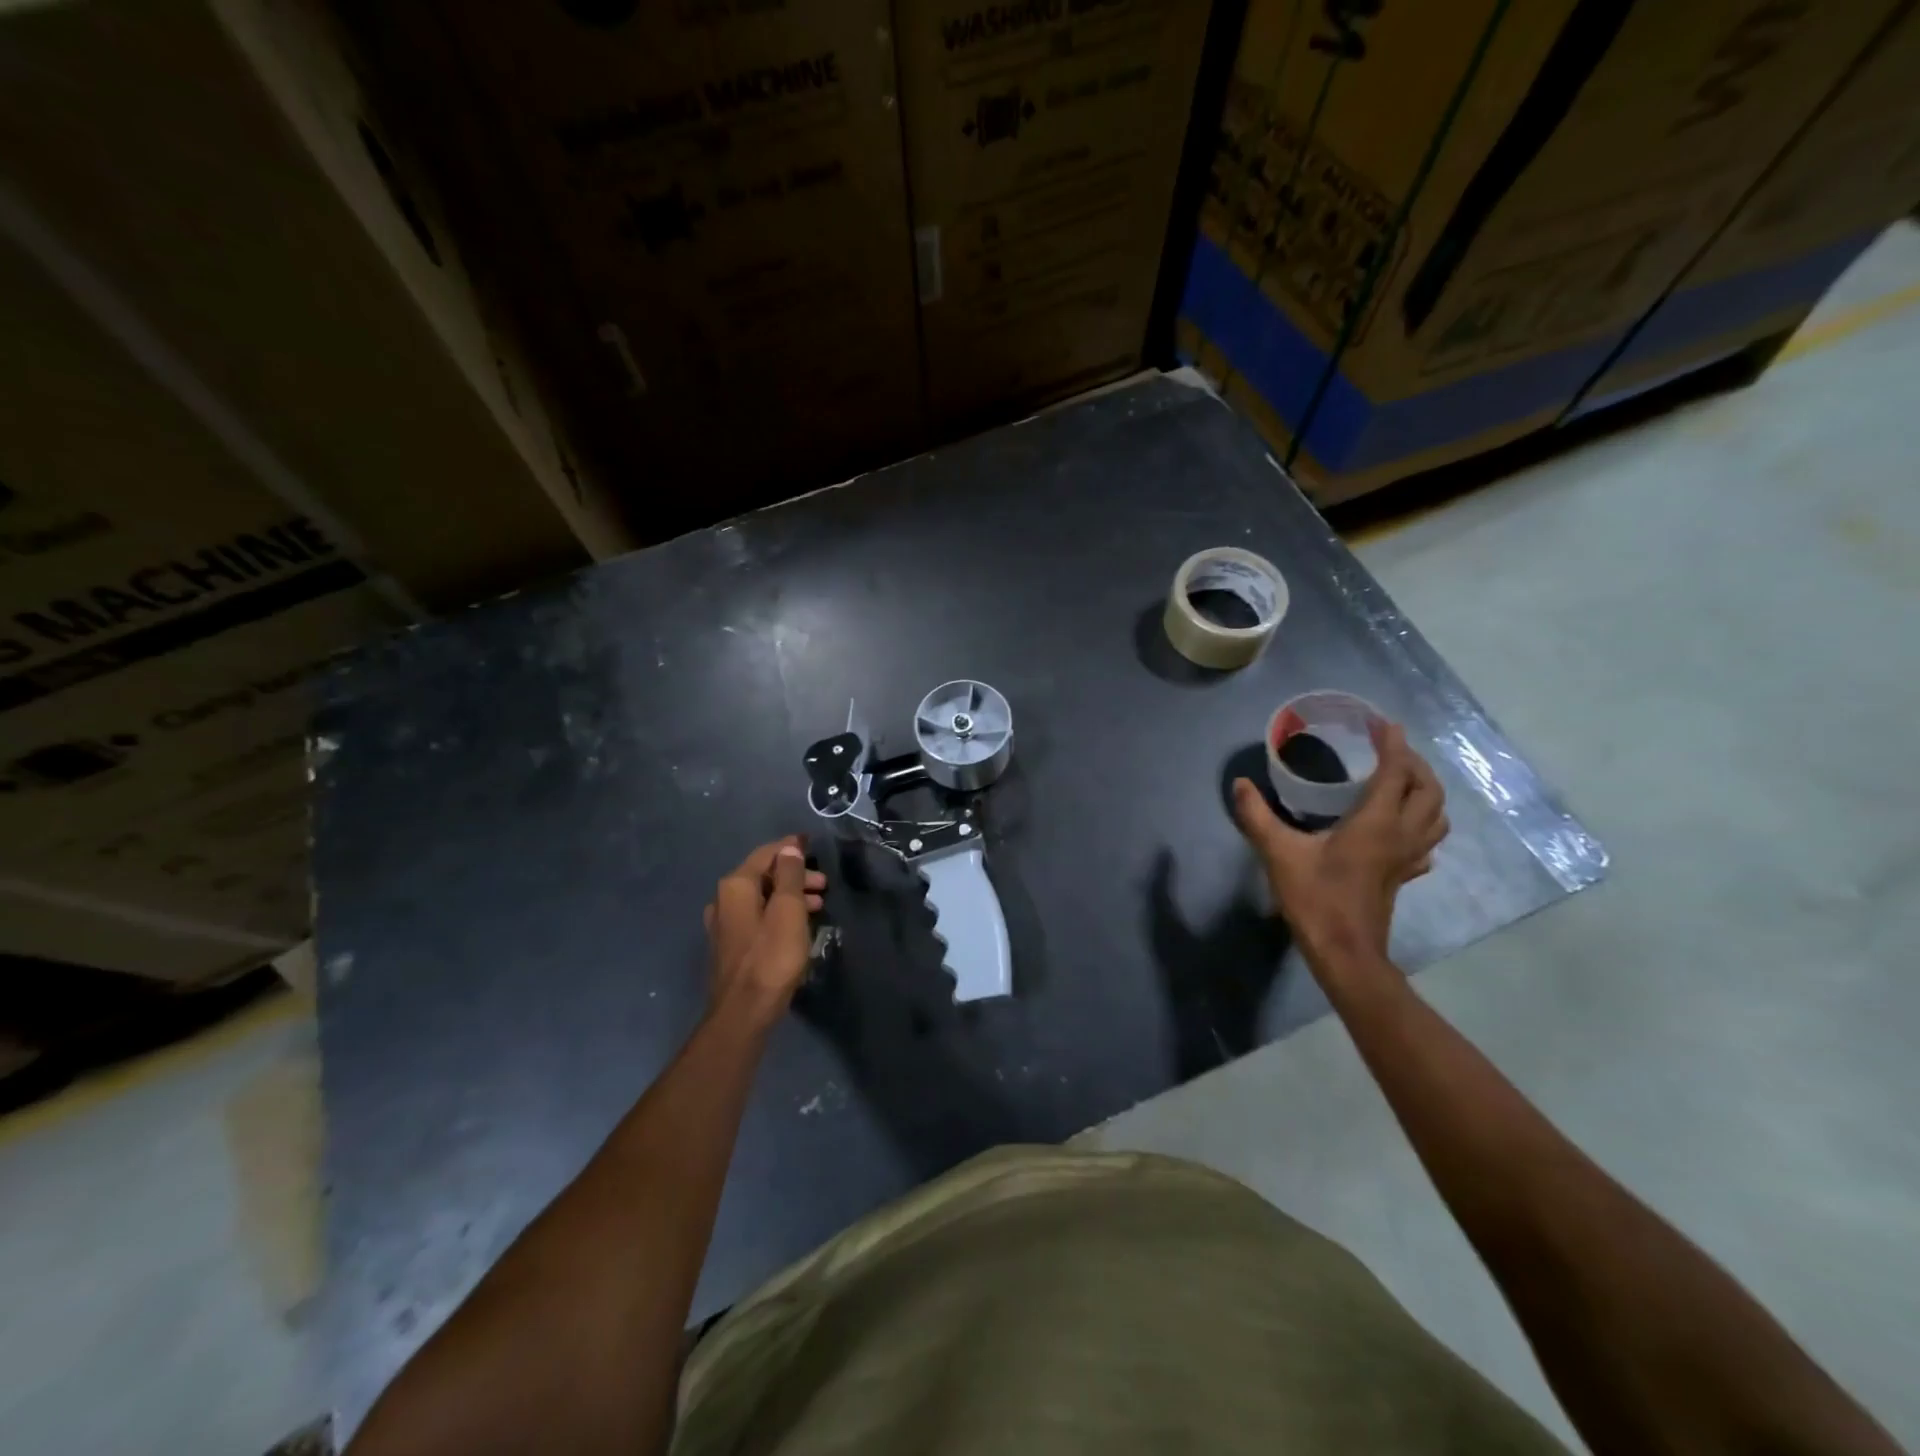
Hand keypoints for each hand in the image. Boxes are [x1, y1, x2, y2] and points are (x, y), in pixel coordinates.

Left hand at [703, 836, 826, 1026]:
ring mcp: (724, 924)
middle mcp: (723, 900)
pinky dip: (778, 912)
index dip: (790, 847)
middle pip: (762, 875)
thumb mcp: (789, 910)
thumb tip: (789, 848)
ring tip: (817, 906)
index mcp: (736, 886)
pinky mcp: (730, 945)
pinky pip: (757, 916)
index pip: (766, 853)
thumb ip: (789, 876)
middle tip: (823, 884)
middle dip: (794, 875)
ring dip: (789, 896)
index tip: (811, 844)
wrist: (744, 1012)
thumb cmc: (771, 957)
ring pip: (761, 897)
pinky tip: (797, 925)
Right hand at [1231, 722, 1447, 964]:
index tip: (1383, 723)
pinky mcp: (1404, 875)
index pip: (1395, 772)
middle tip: (1389, 749)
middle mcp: (1401, 834)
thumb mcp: (1278, 853)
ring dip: (1425, 791)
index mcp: (1376, 823)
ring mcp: (1408, 857)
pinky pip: (1427, 841)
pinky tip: (1402, 827)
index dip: (1393, 744)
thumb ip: (1257, 816)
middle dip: (1413, 762)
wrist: (1344, 951)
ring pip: (1436, 815)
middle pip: (1427, 789)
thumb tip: (1240, 784)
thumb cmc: (1315, 898)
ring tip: (1401, 780)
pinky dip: (1423, 824)